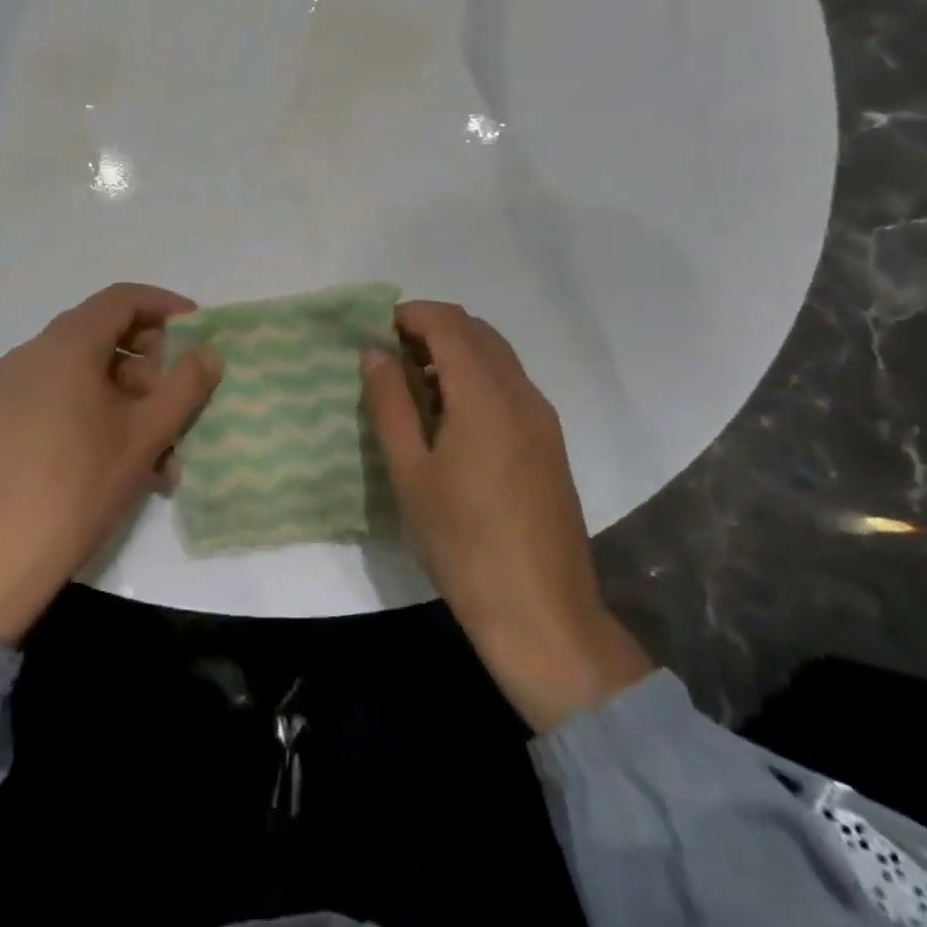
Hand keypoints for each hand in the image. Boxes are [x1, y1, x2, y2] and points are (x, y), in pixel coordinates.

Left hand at [0, 283, 220, 644]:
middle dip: (153, 366)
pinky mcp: (8, 419)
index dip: (166, 306)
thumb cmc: (77, 485)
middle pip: (106, 335)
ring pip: (89, 374)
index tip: (200, 331)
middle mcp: (35, 353)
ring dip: (133, 401)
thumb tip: (210, 352)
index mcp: (66, 344)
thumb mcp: (144, 434)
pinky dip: (103, 414)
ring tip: (165, 454)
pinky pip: (66, 397)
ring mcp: (16, 387)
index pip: (123, 298)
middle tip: (183, 402)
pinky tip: (130, 463)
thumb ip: (185, 386)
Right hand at [362, 301, 651, 730]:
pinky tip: (451, 420)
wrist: (540, 612)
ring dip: (455, 354)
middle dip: (431, 330)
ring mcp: (542, 418)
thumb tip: (375, 352)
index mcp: (484, 394)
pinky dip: (476, 379)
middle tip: (390, 360)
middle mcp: (521, 393)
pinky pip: (510, 385)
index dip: (409, 314)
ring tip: (415, 389)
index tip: (375, 333)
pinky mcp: (550, 443)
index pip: (449, 322)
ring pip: (497, 357)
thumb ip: (390, 403)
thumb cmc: (462, 541)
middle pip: (477, 331)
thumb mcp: (409, 471)